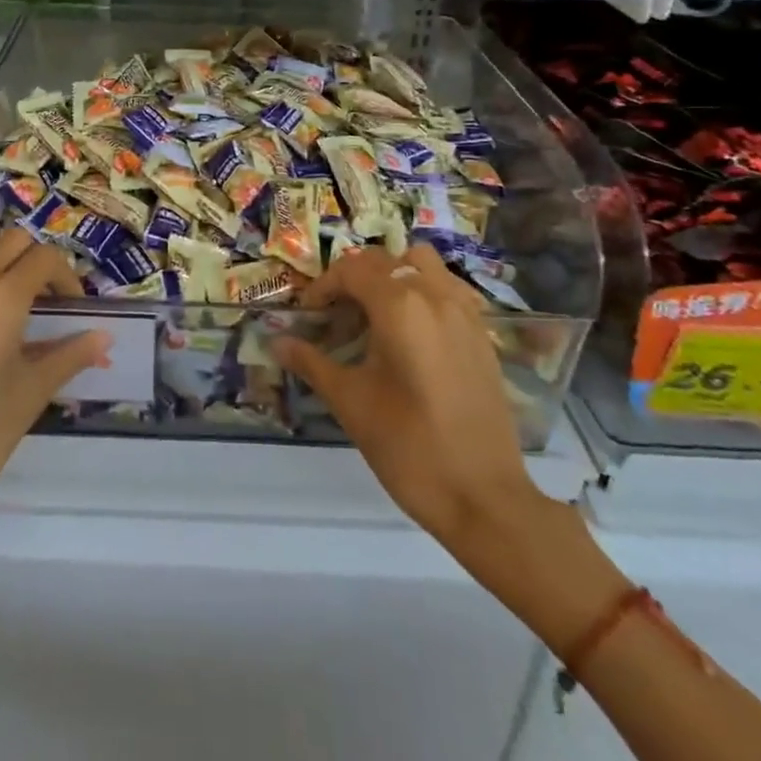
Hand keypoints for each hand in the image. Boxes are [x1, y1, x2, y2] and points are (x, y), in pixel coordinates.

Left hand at [0, 230, 108, 544]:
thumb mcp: (30, 396)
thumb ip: (69, 356)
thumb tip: (104, 337)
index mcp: (2, 299)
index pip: (45, 257)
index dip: (66, 277)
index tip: (69, 308)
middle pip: (10, 240)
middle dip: (32, 261)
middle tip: (39, 298)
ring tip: (0, 301)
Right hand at [272, 243, 547, 549]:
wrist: (484, 498)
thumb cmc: (409, 447)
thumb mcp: (351, 403)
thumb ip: (312, 363)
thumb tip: (276, 342)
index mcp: (400, 306)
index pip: (351, 270)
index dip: (323, 287)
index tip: (308, 316)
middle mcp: (434, 295)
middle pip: (384, 261)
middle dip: (353, 280)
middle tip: (336, 317)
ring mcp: (464, 312)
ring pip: (422, 265)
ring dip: (394, 276)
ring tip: (377, 315)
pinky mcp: (482, 334)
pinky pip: (448, 289)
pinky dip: (425, 292)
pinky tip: (414, 332)